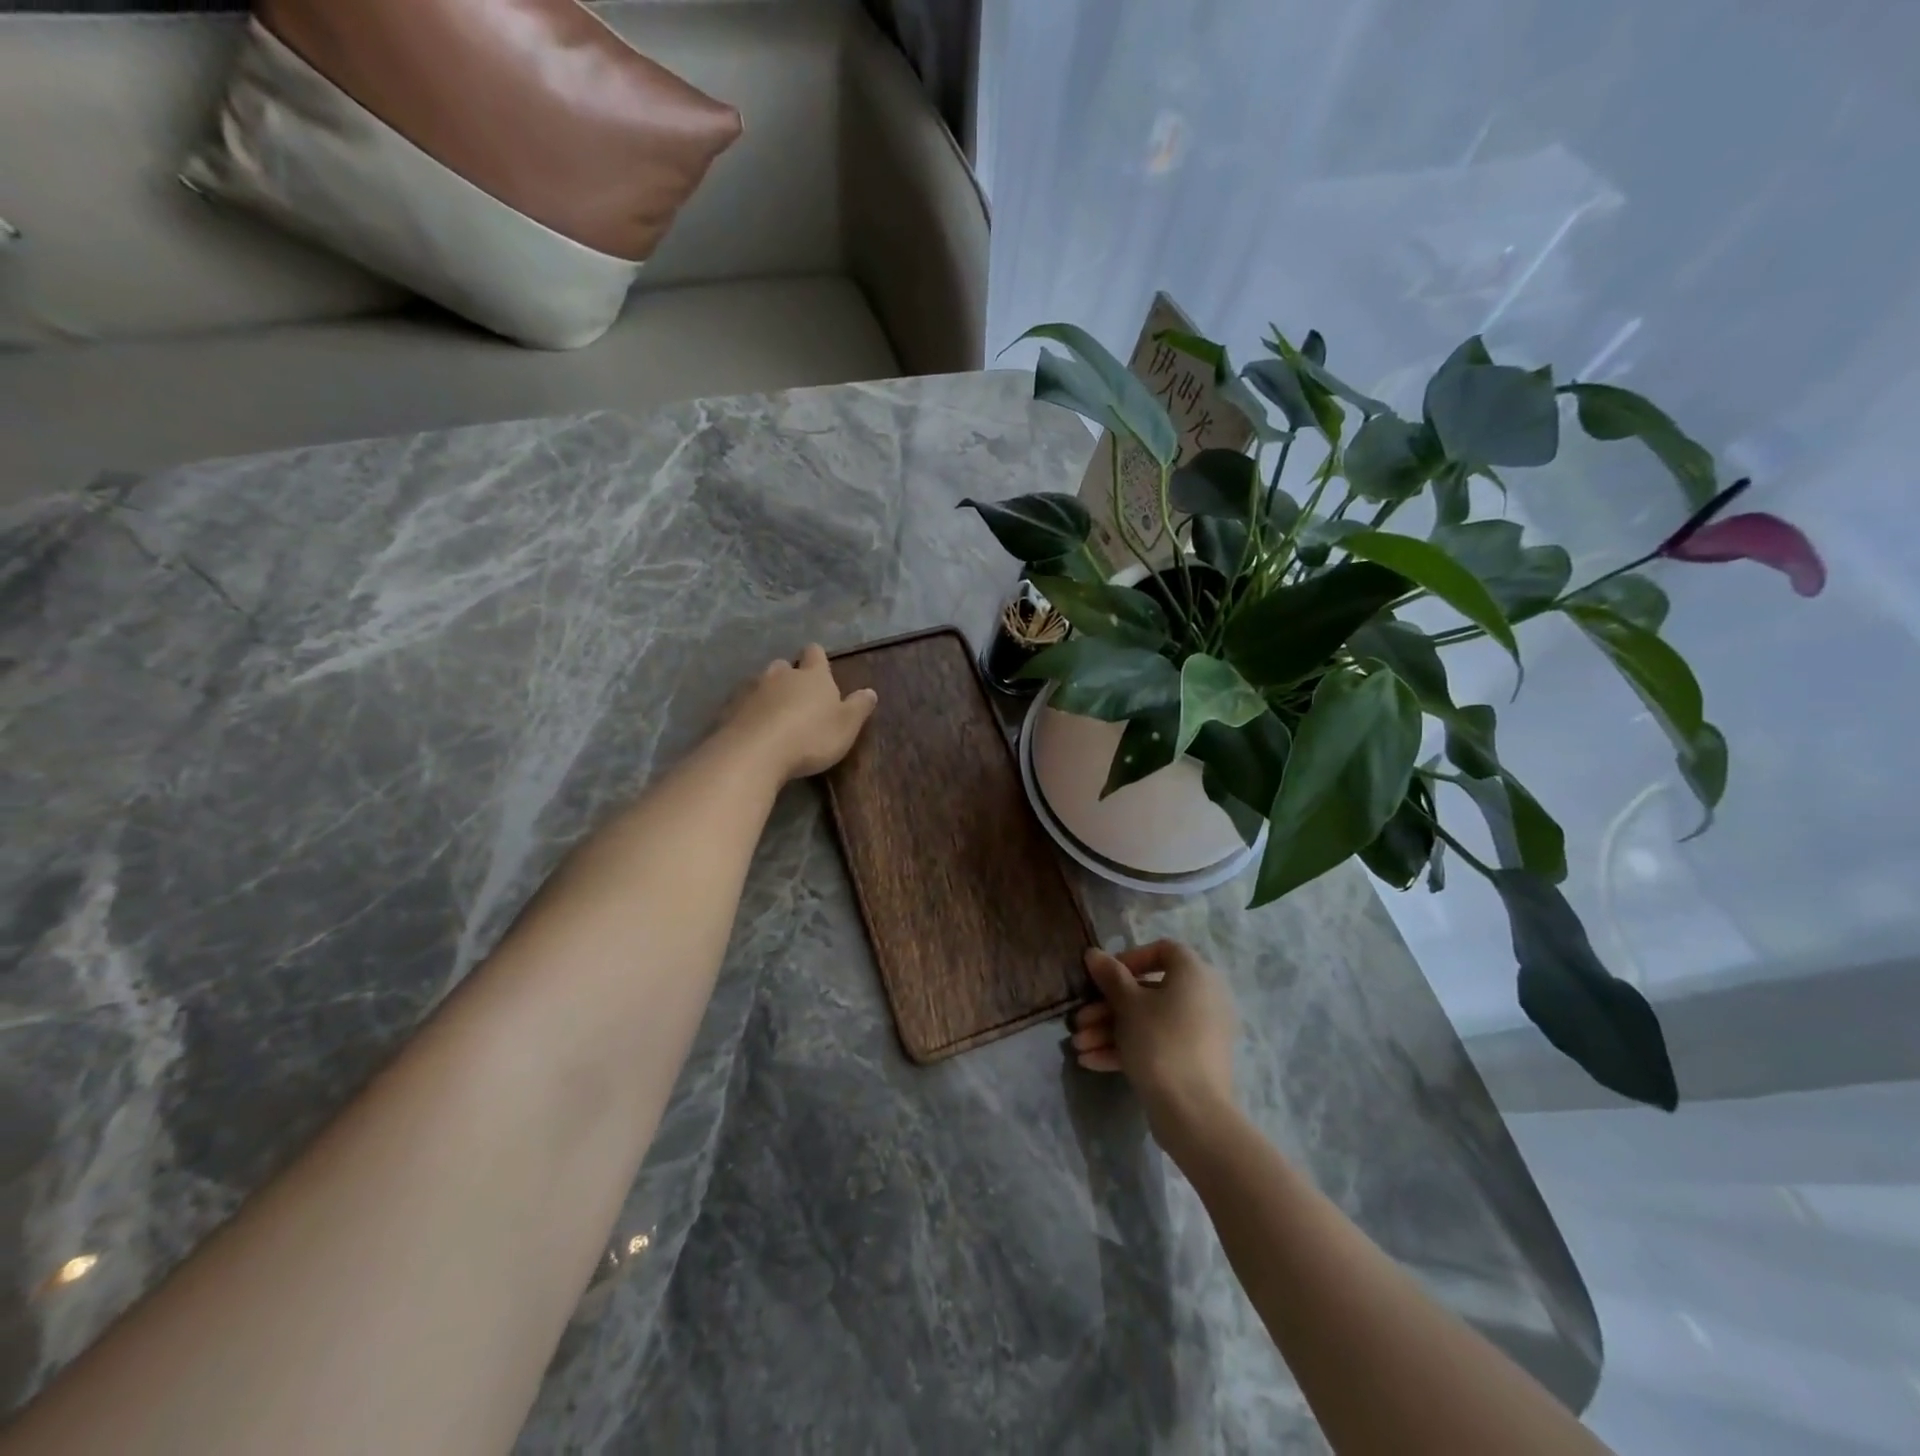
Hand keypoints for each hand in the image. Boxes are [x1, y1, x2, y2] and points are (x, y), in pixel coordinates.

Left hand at [720, 644, 877, 780]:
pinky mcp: (729, 709)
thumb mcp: (846, 726)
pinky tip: (752, 730)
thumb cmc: (810, 737)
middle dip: (789, 676)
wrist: (754, 753)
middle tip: (796, 698)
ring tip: (773, 716)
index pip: (815, 654)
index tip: (819, 667)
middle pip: (784, 666)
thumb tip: (870, 691)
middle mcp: (780, 675)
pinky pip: (741, 704)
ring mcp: (751, 690)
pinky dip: (748, 713)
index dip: (817, 658)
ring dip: (767, 694)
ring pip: (760, 683)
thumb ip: (859, 707)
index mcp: (812, 676)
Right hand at [1071, 941, 1238, 1153]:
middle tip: (1079, 1020)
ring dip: (1110, 1030)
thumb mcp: (1128, 1005)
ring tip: (1078, 1046)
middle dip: (1107, 1006)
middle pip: (1148, 991)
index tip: (1104, 976)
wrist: (1193, 1113)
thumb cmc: (1160, 1042)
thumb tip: (1094, 953)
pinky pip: (1157, 1043)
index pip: (1163, 950)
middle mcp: (1203, 997)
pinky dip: (1127, 1048)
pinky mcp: (1193, 1061)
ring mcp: (1199, 1032)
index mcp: (1195, 974)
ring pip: (1148, 1021)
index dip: (1129, 959)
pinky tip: (1092, 1061)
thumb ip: (1110, 976)